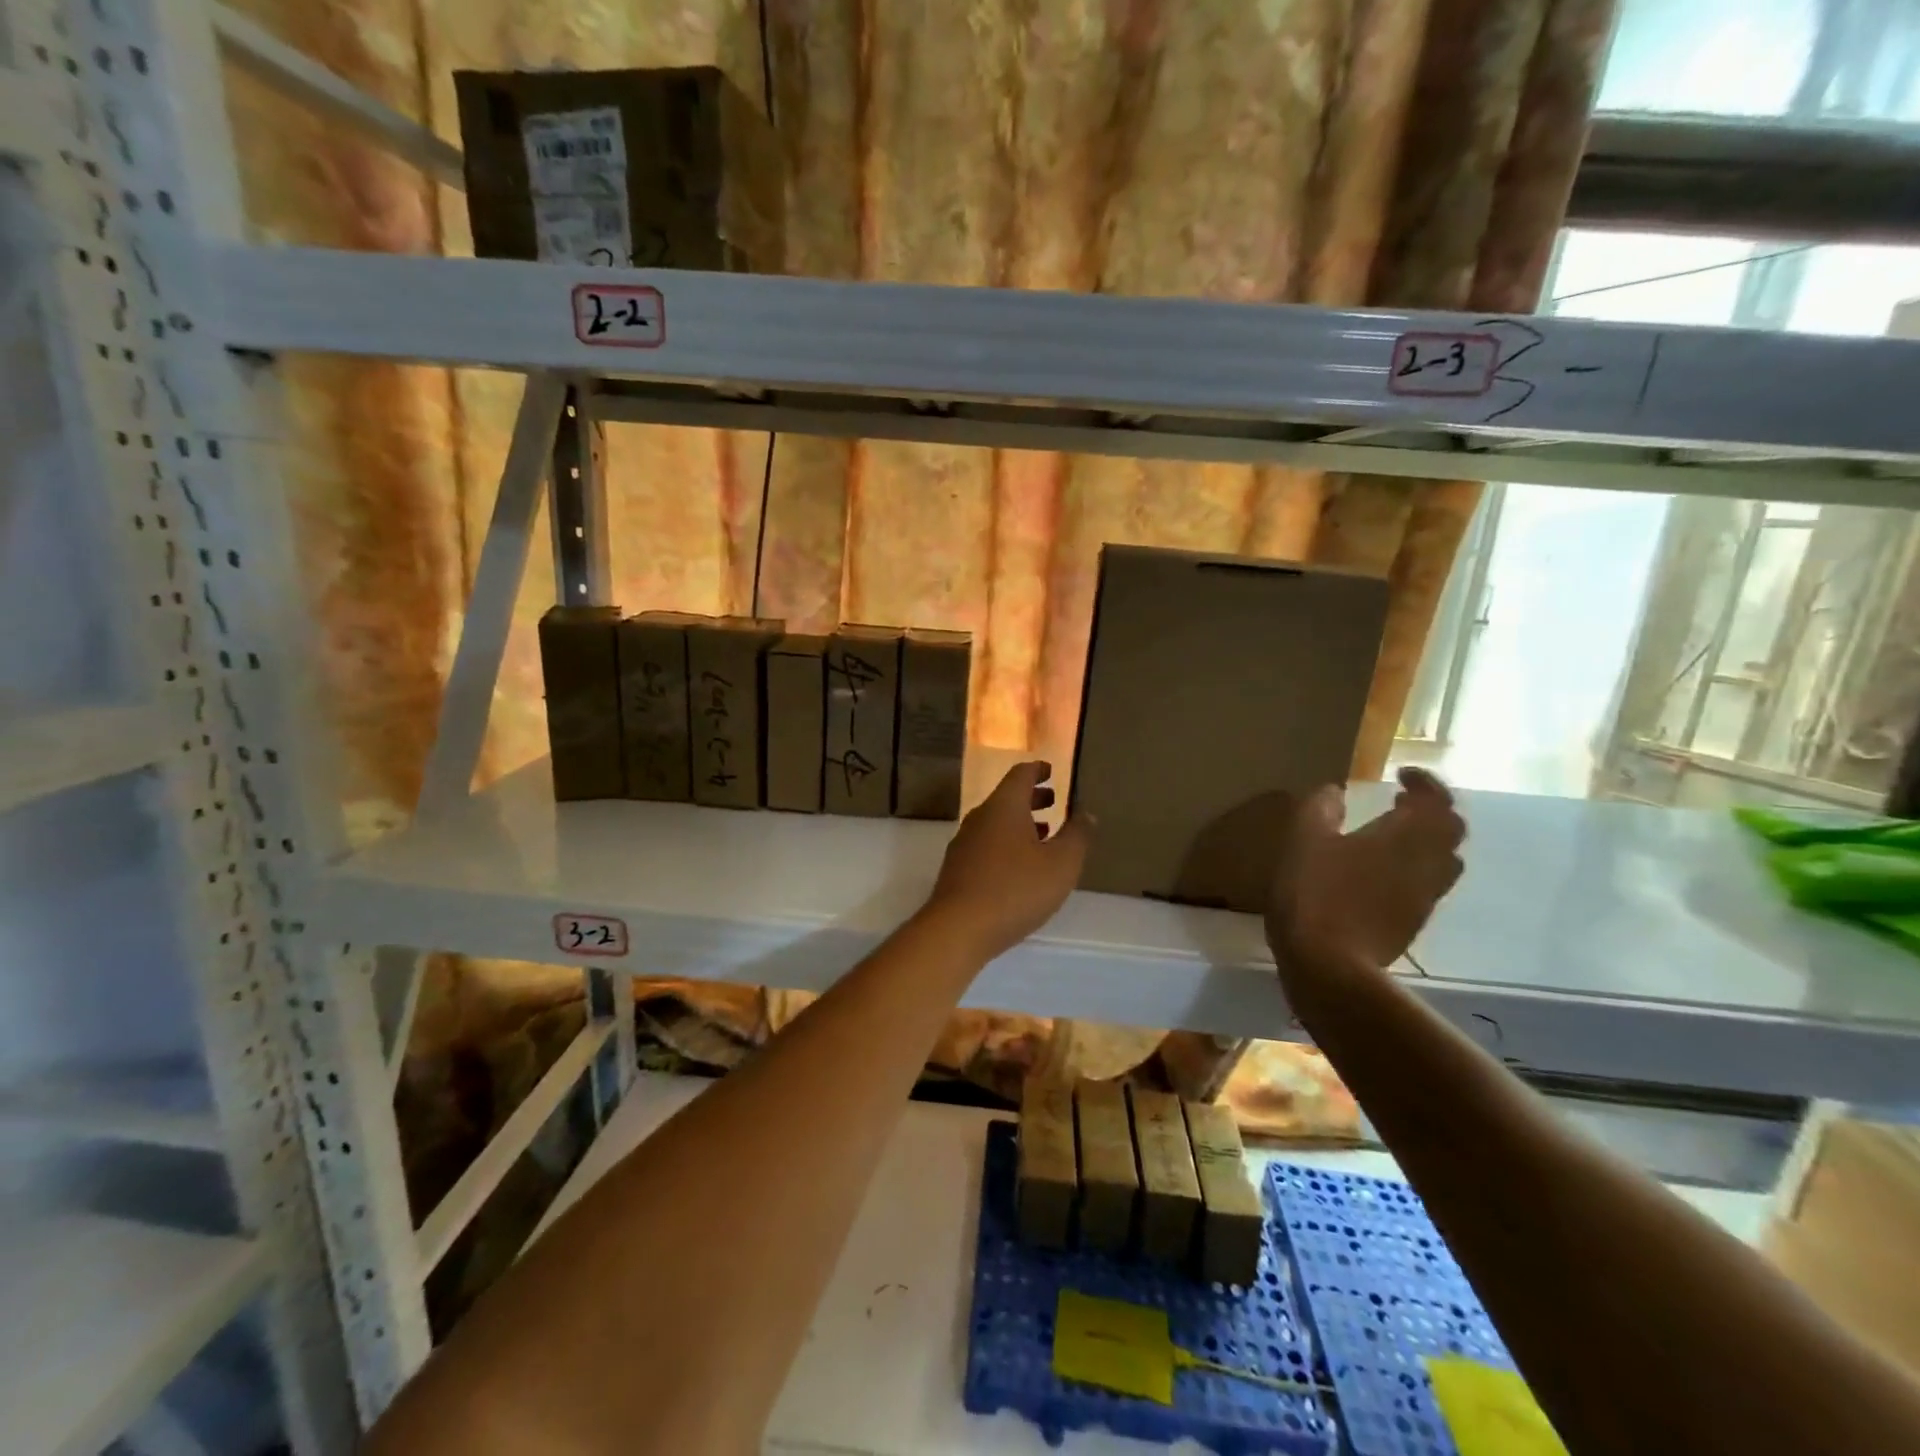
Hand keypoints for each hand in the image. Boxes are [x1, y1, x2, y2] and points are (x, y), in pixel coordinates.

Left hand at [922, 761, 1090, 961]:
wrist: (958, 928)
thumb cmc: (1016, 889)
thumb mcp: (1061, 864)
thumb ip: (1077, 835)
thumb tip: (1086, 812)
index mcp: (1004, 807)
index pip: (1020, 775)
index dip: (1037, 770)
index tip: (1051, 772)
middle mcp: (980, 818)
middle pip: (1006, 798)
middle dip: (1031, 798)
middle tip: (1053, 802)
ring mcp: (964, 844)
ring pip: (996, 823)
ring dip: (1020, 824)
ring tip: (1044, 836)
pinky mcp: (957, 869)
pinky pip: (987, 845)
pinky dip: (1007, 844)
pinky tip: (1021, 868)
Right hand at [1267, 767, 1465, 975]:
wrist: (1332, 966)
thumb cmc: (1317, 893)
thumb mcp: (1305, 839)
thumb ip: (1321, 807)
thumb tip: (1336, 790)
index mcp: (1408, 836)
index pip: (1437, 799)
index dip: (1424, 782)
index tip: (1399, 775)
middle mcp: (1429, 863)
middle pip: (1450, 830)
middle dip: (1430, 810)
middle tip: (1399, 803)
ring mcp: (1425, 897)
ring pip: (1443, 860)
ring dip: (1425, 841)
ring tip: (1391, 836)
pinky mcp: (1413, 923)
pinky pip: (1426, 885)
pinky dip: (1412, 869)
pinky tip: (1377, 874)